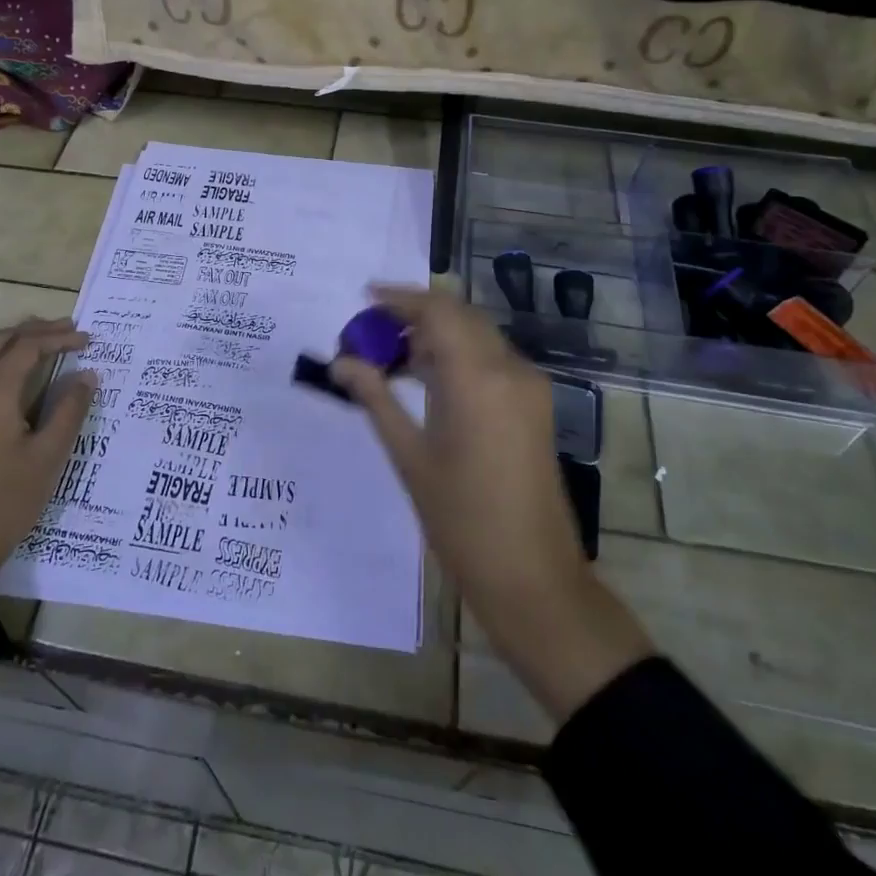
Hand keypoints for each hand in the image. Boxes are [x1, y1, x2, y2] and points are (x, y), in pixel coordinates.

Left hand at [0, 317, 96, 581]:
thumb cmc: (2, 503)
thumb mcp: (47, 457)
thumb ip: (69, 410)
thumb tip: (87, 375)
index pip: (28, 347)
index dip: (59, 338)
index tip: (87, 340)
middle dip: (34, 332)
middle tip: (67, 332)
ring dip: (6, 342)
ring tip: (35, 345)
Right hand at [332, 287, 650, 721]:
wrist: (532, 577)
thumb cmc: (462, 520)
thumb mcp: (409, 456)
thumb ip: (375, 398)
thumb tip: (341, 362)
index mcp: (478, 378)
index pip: (437, 311)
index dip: (399, 298)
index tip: (364, 297)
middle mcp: (509, 369)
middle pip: (459, 316)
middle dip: (414, 315)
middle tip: (370, 331)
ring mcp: (528, 386)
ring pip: (476, 335)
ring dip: (435, 335)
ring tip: (389, 356)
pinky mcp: (534, 404)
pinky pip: (491, 360)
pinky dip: (457, 356)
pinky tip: (424, 377)